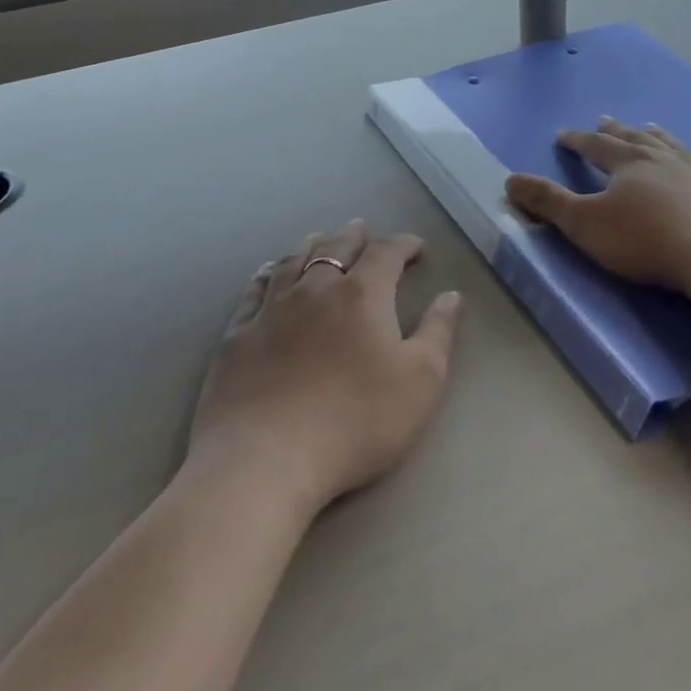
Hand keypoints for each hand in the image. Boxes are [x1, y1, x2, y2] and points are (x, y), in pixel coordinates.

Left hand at [189, 220, 461, 518]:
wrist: (265, 459)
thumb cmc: (355, 421)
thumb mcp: (420, 382)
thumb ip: (439, 333)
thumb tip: (452, 295)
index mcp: (363, 294)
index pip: (386, 253)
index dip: (404, 245)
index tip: (416, 248)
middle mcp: (316, 288)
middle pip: (336, 247)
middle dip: (354, 236)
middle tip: (362, 230)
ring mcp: (272, 308)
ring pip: (294, 261)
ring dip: (311, 246)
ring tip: (319, 240)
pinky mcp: (239, 334)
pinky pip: (255, 290)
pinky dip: (267, 274)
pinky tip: (268, 273)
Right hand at [504, 117, 690, 293]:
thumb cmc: (646, 242)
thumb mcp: (585, 225)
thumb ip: (548, 202)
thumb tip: (510, 180)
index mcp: (628, 164)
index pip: (595, 146)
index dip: (577, 141)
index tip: (563, 134)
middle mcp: (666, 158)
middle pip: (635, 139)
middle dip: (616, 131)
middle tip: (606, 119)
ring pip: (677, 146)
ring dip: (660, 136)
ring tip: (650, 126)